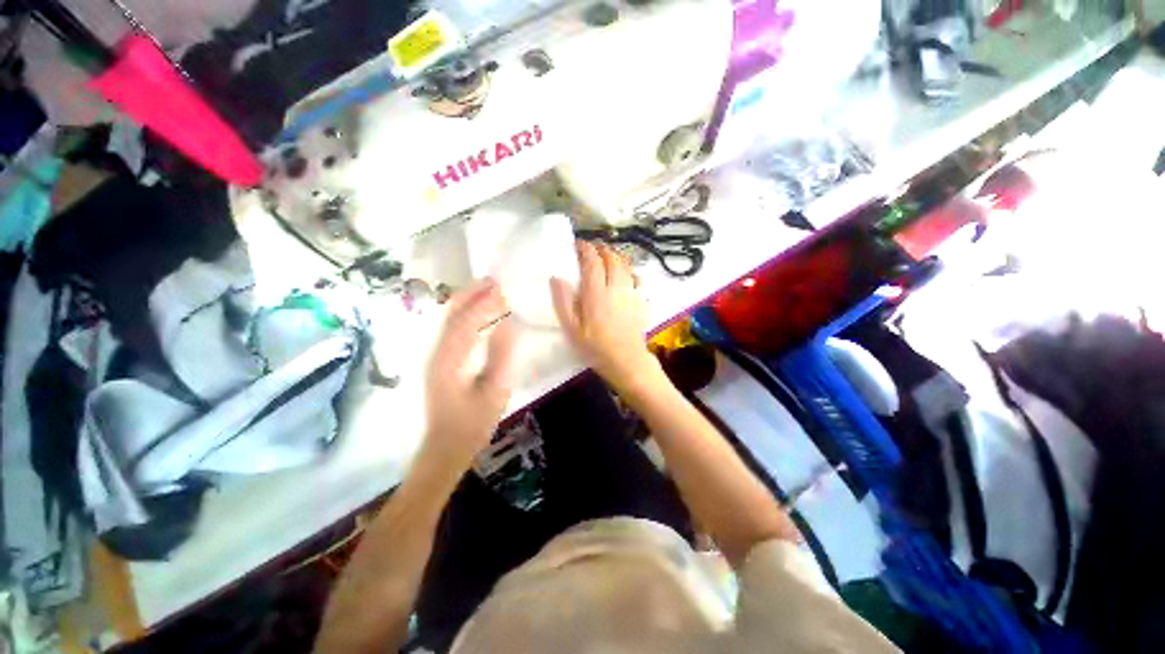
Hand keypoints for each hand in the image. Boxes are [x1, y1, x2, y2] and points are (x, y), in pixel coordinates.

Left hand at [424, 278, 516, 468]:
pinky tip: (479, 311)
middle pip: (451, 314)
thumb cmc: (473, 424)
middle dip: (471, 293)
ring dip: (468, 301)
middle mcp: (437, 353)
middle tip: (494, 279)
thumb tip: (507, 323)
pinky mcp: (440, 361)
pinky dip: (466, 314)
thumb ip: (501, 356)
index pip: (466, 322)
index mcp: (449, 361)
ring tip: (488, 288)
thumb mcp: (495, 391)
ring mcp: (436, 356)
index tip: (503, 289)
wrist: (445, 448)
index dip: (484, 303)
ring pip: (449, 319)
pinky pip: (453, 329)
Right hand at [551, 241, 662, 393]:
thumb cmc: (595, 347)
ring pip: (626, 265)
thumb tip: (556, 277)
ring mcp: (631, 293)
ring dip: (616, 256)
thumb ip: (563, 302)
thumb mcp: (572, 329)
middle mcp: (615, 288)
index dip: (585, 249)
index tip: (578, 245)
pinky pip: (637, 278)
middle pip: (612, 258)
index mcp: (596, 293)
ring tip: (607, 256)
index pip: (592, 261)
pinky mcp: (641, 301)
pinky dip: (630, 270)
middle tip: (592, 249)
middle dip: (602, 249)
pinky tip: (627, 274)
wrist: (626, 361)